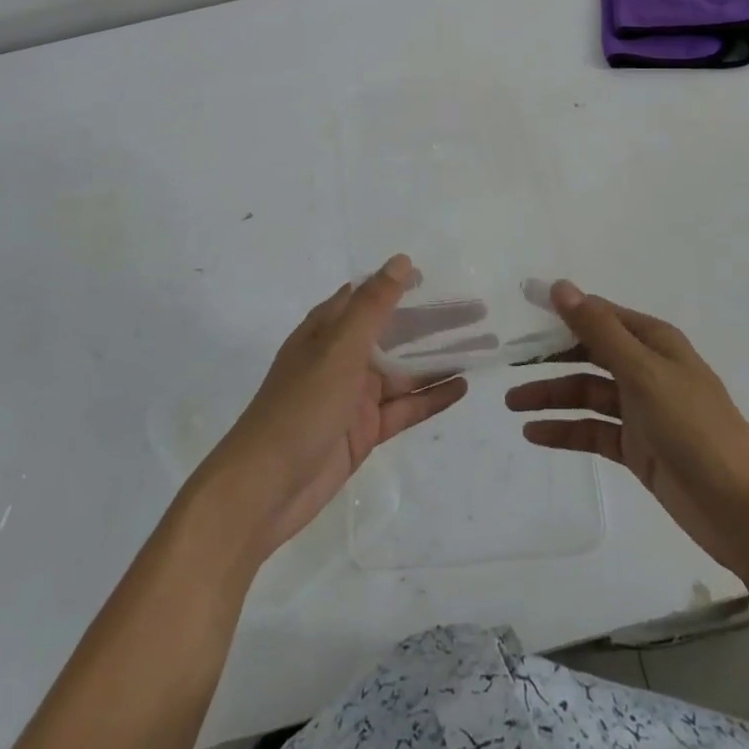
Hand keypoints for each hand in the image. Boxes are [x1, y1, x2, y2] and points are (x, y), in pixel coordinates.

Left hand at [197, 255, 467, 562]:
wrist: (265, 488)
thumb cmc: (300, 406)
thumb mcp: (339, 349)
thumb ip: (373, 306)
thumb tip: (401, 261)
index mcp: (329, 329)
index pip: (371, 295)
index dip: (402, 284)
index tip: (440, 278)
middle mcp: (343, 357)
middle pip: (397, 332)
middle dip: (435, 322)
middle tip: (480, 313)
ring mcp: (355, 396)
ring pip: (406, 371)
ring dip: (441, 359)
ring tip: (484, 348)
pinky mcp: (364, 431)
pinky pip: (404, 407)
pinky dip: (431, 397)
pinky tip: (462, 386)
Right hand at [506, 281, 748, 572]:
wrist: (744, 512)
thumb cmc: (696, 429)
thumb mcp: (644, 373)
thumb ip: (599, 331)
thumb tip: (560, 286)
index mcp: (654, 343)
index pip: (599, 316)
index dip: (561, 312)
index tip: (519, 312)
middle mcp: (646, 370)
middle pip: (589, 354)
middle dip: (550, 357)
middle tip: (508, 362)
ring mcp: (641, 411)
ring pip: (586, 394)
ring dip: (551, 396)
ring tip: (512, 404)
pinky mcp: (637, 448)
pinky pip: (593, 431)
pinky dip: (565, 430)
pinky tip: (534, 434)